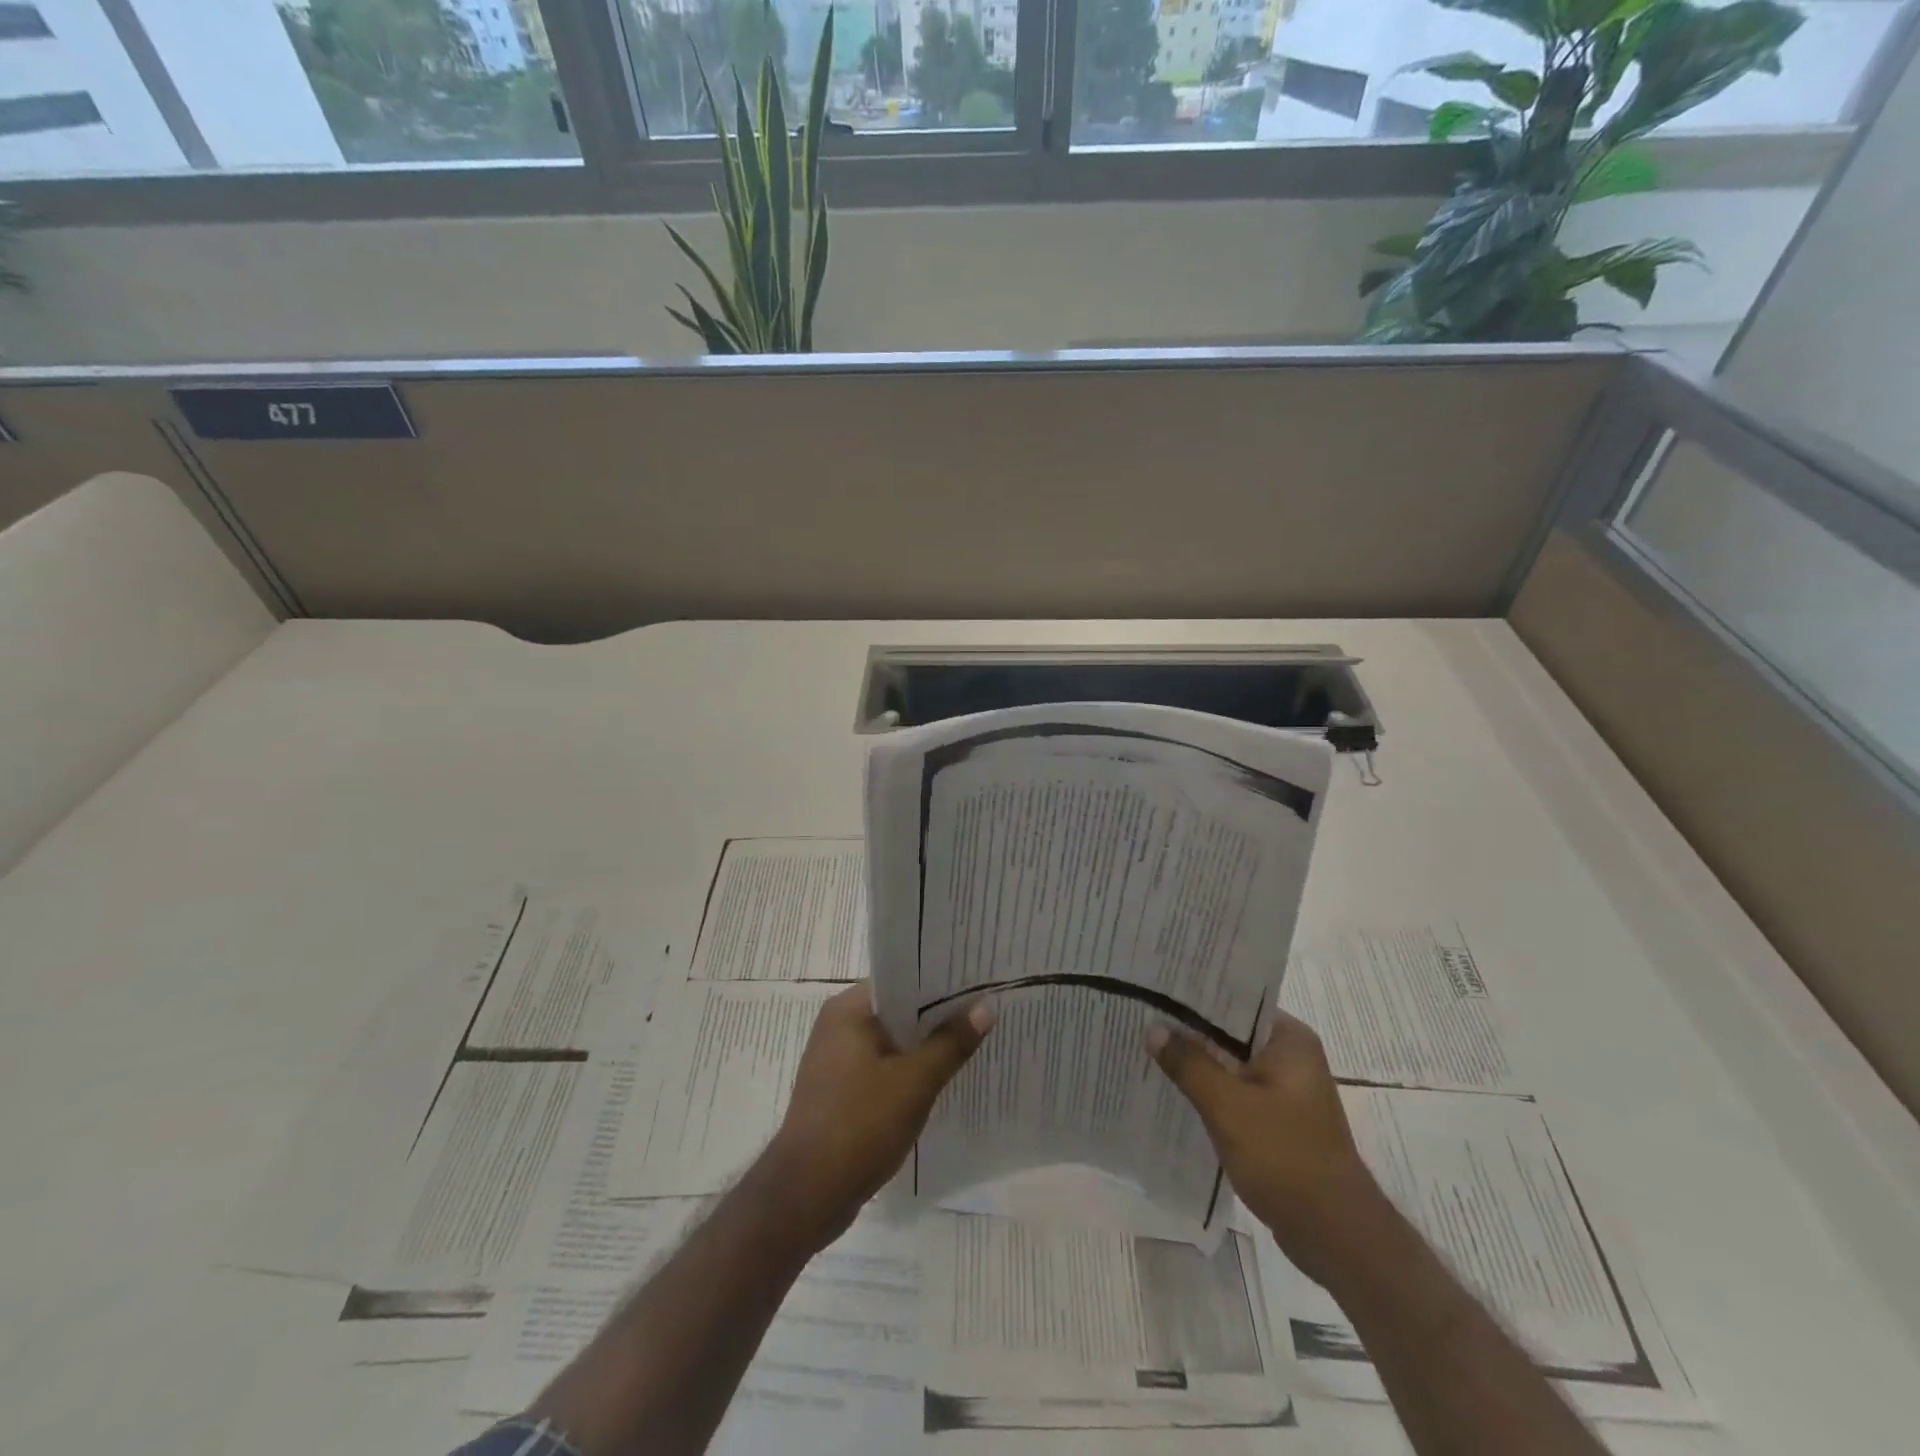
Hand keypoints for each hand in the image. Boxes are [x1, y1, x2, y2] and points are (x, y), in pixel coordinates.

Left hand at [762, 981, 992, 1249]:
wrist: (806, 1196)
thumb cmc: (859, 1126)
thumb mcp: (914, 1082)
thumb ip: (951, 1043)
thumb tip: (986, 1006)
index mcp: (848, 1010)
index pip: (901, 979)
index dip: (940, 980)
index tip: (977, 982)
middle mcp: (839, 1026)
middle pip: (898, 1010)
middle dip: (938, 1015)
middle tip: (985, 1010)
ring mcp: (837, 1061)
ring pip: (892, 1041)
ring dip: (925, 1046)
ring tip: (972, 1041)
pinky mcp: (841, 1091)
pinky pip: (883, 1067)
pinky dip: (909, 1071)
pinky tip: (941, 1080)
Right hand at [1147, 1010, 1384, 1284]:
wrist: (1336, 1237)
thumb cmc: (1286, 1159)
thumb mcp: (1228, 1107)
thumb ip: (1190, 1064)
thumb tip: (1153, 1028)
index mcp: (1289, 1040)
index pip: (1235, 1000)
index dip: (1193, 995)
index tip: (1154, 989)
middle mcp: (1291, 1056)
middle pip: (1229, 1032)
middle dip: (1188, 1030)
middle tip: (1141, 1016)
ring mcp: (1285, 1090)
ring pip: (1230, 1064)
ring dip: (1197, 1062)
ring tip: (1147, 1048)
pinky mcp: (1278, 1120)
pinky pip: (1235, 1092)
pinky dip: (1209, 1091)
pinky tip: (1174, 1091)